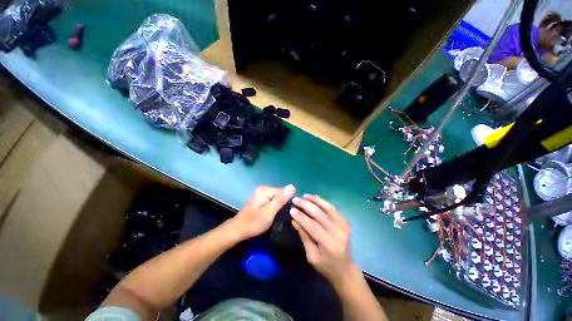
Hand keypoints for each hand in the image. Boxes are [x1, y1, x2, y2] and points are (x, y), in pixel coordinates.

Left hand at [229, 185, 295, 240]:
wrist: (238, 230)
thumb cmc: (253, 223)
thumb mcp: (269, 212)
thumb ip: (281, 200)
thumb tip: (292, 186)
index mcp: (265, 190)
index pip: (284, 192)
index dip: (287, 202)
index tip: (286, 213)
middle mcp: (263, 188)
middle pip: (280, 194)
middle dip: (282, 204)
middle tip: (280, 216)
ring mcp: (261, 193)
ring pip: (277, 198)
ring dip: (278, 206)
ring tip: (277, 216)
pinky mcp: (260, 198)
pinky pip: (272, 200)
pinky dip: (274, 207)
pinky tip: (272, 214)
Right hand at [290, 194, 357, 283]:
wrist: (346, 269)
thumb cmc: (326, 266)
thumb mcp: (311, 256)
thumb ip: (304, 236)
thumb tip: (294, 220)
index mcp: (329, 244)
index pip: (313, 226)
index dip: (301, 217)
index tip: (291, 209)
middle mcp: (338, 232)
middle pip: (320, 214)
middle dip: (306, 205)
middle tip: (295, 199)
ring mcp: (344, 225)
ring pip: (327, 207)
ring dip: (315, 200)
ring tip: (304, 196)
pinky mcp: (345, 221)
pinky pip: (332, 208)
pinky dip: (322, 201)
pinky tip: (314, 198)